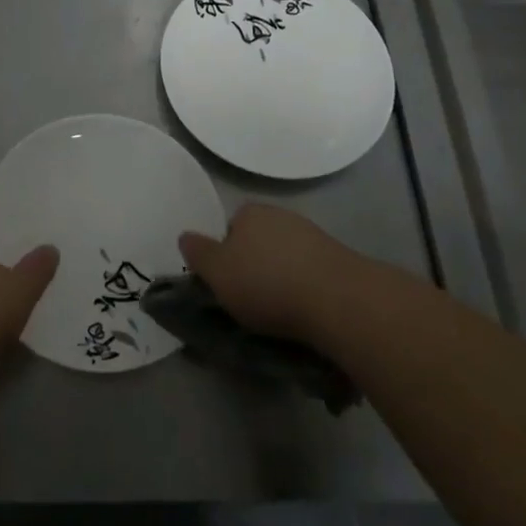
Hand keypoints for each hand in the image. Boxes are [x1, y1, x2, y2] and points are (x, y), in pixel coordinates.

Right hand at [180, 203, 343, 341]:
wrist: (336, 299)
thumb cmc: (265, 283)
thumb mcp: (216, 272)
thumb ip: (198, 253)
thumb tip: (185, 236)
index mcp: (249, 212)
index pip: (230, 229)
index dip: (226, 256)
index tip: (228, 284)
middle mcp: (282, 215)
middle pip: (259, 241)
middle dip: (256, 265)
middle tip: (252, 300)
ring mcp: (314, 235)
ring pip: (287, 257)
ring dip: (284, 278)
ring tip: (282, 313)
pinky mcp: (340, 260)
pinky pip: (313, 273)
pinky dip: (307, 289)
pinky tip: (307, 312)